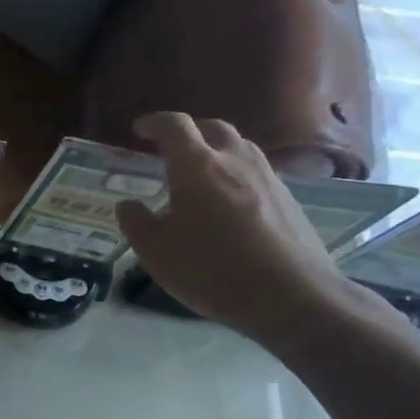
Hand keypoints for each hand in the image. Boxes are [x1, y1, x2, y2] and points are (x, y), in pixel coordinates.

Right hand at [116, 113, 372, 348]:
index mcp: (197, 167)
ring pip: (239, 147)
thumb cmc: (212, 269)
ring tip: (199, 173)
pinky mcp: (288, 199)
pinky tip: (228, 202)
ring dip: (216, 150)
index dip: (154, 123)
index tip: (138, 130)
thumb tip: (129, 204)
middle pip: (212, 128)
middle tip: (169, 148)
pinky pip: (256, 171)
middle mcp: (235, 161)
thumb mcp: (155, 251)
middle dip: (188, 132)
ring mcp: (267, 178)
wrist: (291, 295)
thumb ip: (136, 222)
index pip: (174, 126)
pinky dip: (236, 173)